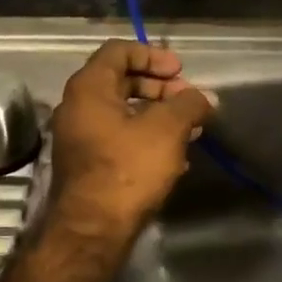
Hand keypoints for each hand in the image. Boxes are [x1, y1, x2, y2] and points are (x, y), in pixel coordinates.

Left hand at [48, 40, 212, 238]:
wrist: (92, 230)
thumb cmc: (127, 169)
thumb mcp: (167, 130)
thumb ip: (188, 105)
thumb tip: (204, 98)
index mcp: (89, 88)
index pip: (118, 51)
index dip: (152, 55)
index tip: (180, 70)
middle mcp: (77, 107)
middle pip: (120, 80)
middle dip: (159, 86)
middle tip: (187, 99)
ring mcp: (78, 137)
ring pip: (121, 111)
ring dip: (156, 113)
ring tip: (189, 128)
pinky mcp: (86, 163)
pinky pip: (118, 136)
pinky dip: (145, 136)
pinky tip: (174, 155)